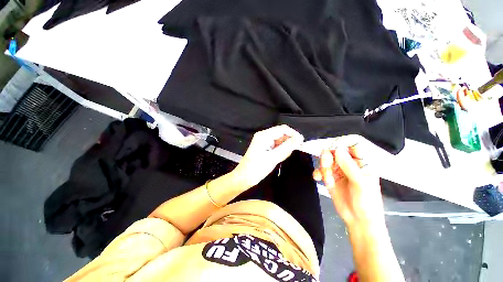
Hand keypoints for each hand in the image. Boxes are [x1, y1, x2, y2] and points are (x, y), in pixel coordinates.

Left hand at [231, 125, 303, 188]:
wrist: (244, 177)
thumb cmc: (257, 168)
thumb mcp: (274, 158)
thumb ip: (287, 147)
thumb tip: (299, 139)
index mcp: (264, 135)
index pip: (283, 129)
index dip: (294, 134)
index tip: (302, 142)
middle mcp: (263, 135)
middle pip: (281, 132)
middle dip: (290, 139)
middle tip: (297, 149)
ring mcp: (263, 140)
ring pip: (279, 139)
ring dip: (286, 145)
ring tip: (288, 153)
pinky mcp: (264, 146)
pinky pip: (276, 144)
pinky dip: (281, 148)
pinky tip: (282, 155)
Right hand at [313, 136, 383, 228]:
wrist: (358, 220)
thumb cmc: (367, 202)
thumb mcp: (360, 183)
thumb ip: (349, 165)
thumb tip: (338, 148)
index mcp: (362, 163)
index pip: (352, 146)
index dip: (342, 143)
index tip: (332, 147)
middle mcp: (349, 164)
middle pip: (335, 152)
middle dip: (328, 157)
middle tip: (326, 164)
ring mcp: (338, 171)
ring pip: (326, 160)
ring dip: (322, 166)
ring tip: (324, 177)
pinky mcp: (330, 178)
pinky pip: (320, 170)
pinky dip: (317, 172)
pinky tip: (317, 178)